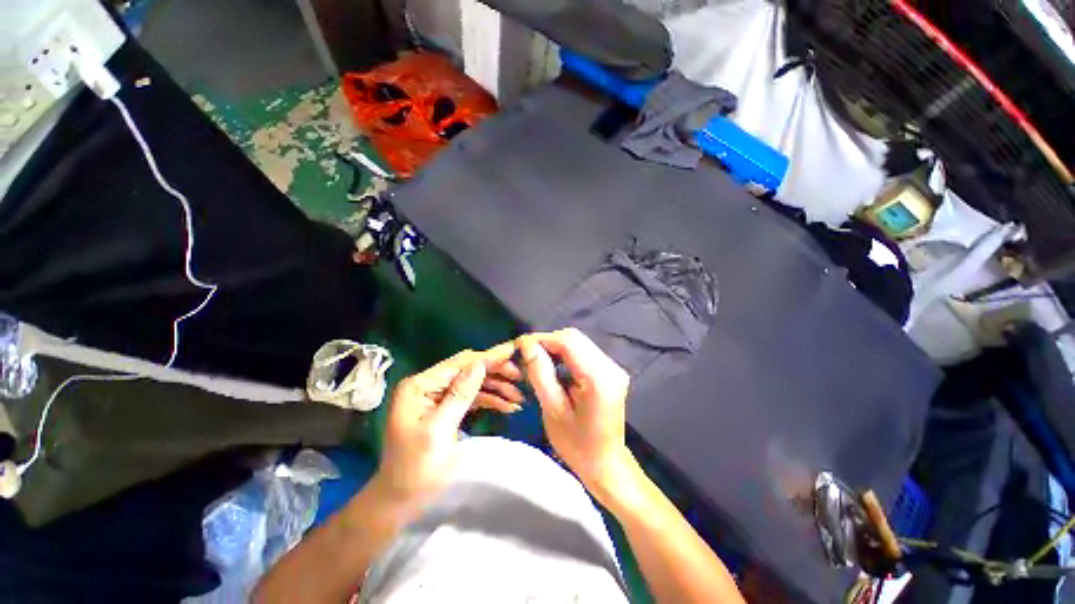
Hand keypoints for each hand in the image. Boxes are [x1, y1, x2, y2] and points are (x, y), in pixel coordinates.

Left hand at [374, 345, 520, 511]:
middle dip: (495, 373)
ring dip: (496, 388)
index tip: (514, 351)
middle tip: (521, 378)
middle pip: (468, 370)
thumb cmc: (415, 469)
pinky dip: (490, 400)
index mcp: (420, 385)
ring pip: (473, 383)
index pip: (460, 363)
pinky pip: (471, 397)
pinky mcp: (445, 408)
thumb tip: (480, 363)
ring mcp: (436, 396)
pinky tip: (507, 406)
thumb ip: (460, 394)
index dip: (489, 357)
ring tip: (519, 398)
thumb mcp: (439, 430)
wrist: (401, 501)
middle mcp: (428, 385)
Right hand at [518, 328, 636, 502]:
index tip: (520, 347)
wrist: (606, 463)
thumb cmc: (577, 445)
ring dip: (556, 347)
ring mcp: (613, 367)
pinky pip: (584, 351)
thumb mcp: (553, 410)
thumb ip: (540, 373)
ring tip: (538, 361)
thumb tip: (527, 345)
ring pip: (578, 342)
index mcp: (599, 378)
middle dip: (548, 342)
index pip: (568, 341)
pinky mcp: (610, 370)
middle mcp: (610, 366)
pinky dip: (565, 353)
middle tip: (528, 356)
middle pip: (574, 338)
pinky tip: (555, 366)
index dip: (542, 339)